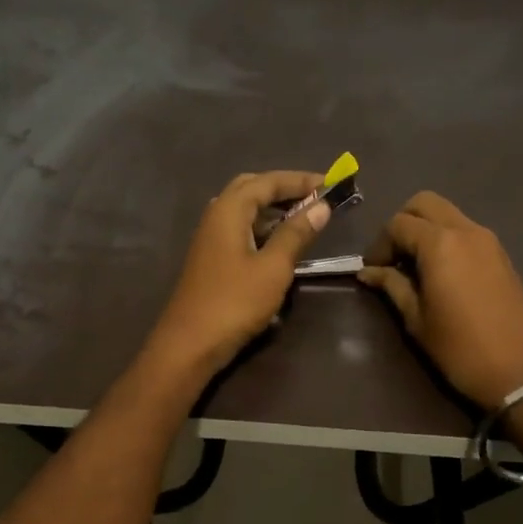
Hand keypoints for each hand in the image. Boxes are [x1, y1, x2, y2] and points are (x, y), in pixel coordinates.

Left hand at [147, 169, 330, 378]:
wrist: (190, 343)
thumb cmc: (235, 302)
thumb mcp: (273, 267)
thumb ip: (296, 233)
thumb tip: (320, 206)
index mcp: (229, 210)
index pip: (268, 181)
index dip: (301, 180)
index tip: (332, 183)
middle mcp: (216, 216)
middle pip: (252, 188)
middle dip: (284, 189)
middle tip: (316, 197)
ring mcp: (210, 237)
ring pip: (245, 210)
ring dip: (274, 208)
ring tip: (305, 218)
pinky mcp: (212, 258)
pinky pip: (240, 229)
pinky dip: (263, 228)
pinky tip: (280, 243)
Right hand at [359, 191, 522, 408]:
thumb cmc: (461, 349)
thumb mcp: (417, 320)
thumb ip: (392, 287)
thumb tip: (369, 272)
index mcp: (440, 244)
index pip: (398, 224)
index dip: (379, 244)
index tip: (372, 270)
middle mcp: (466, 231)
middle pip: (425, 203)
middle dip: (402, 223)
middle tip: (393, 258)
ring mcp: (489, 241)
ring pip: (448, 215)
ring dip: (426, 230)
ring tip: (414, 268)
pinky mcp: (502, 256)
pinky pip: (466, 232)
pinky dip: (446, 240)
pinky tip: (440, 274)